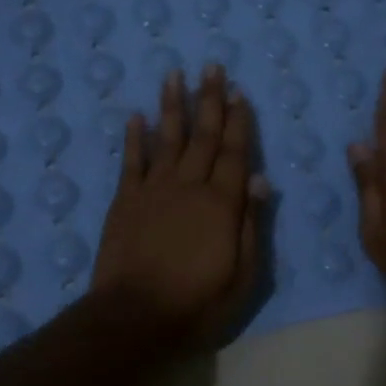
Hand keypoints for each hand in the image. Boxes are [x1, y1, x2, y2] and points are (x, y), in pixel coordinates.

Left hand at [92, 65, 268, 346]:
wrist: (133, 318)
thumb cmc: (197, 303)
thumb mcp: (242, 275)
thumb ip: (251, 225)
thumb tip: (260, 180)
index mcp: (221, 203)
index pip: (235, 153)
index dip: (239, 122)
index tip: (239, 92)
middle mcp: (188, 186)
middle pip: (203, 136)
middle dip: (209, 100)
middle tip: (211, 67)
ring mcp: (153, 191)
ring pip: (167, 139)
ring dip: (173, 106)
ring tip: (175, 75)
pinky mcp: (125, 201)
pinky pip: (131, 161)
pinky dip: (134, 137)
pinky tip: (136, 116)